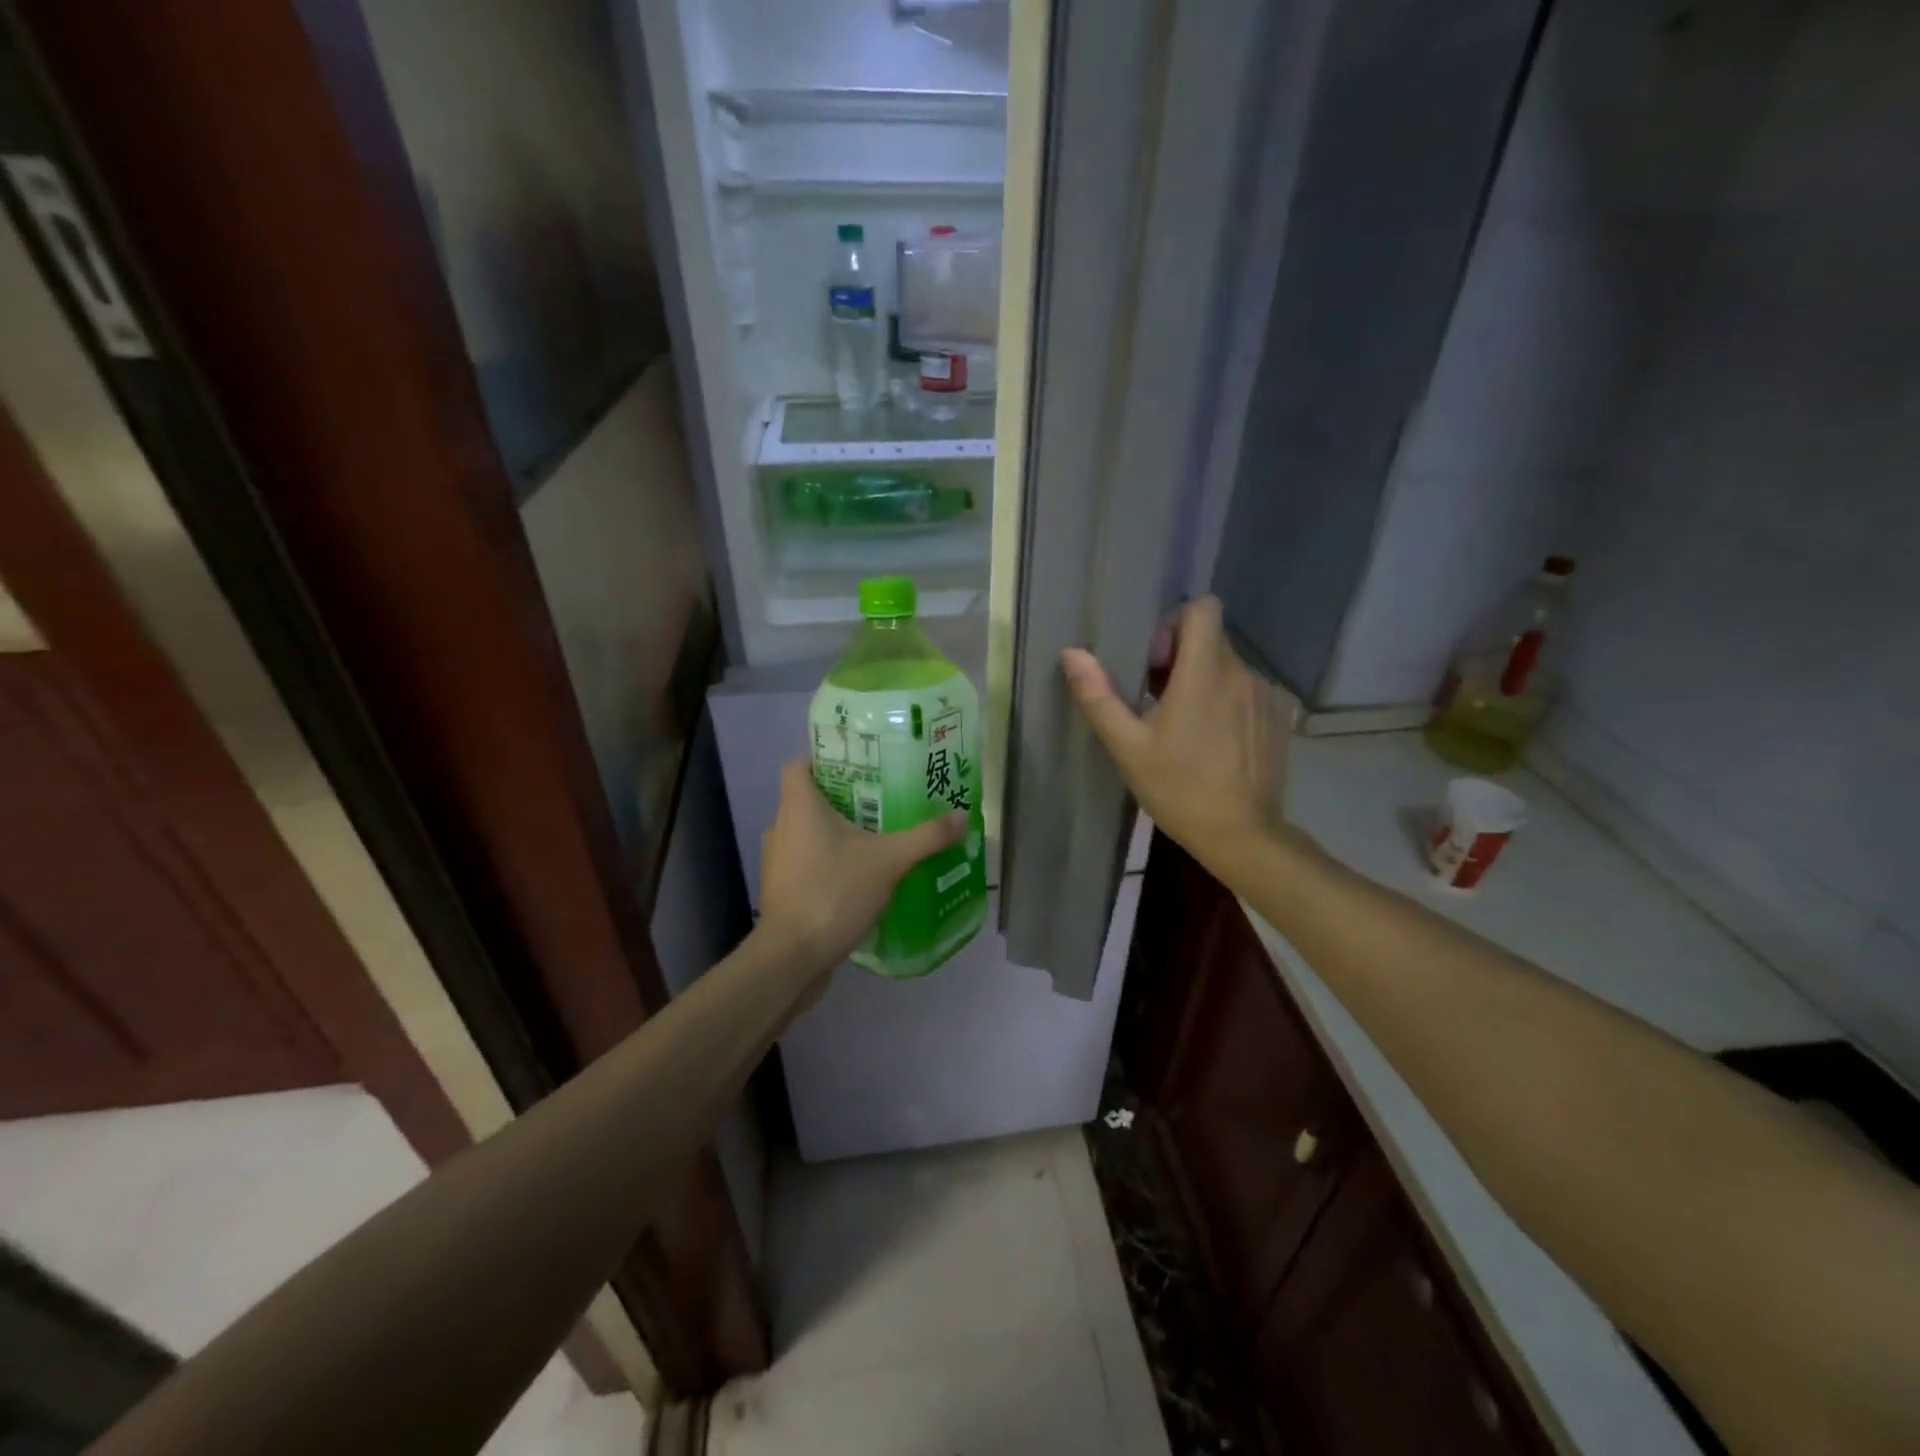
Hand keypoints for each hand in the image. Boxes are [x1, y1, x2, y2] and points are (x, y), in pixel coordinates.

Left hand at [757, 758, 967, 982]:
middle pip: (808, 799)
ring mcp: (778, 862)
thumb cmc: (833, 892)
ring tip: (877, 838)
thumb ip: (926, 837)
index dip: (824, 760)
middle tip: (882, 801)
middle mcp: (781, 827)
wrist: (792, 958)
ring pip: (808, 834)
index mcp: (799, 807)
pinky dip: (830, 863)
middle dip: (844, 799)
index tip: (859, 766)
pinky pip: (808, 864)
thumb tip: (962, 816)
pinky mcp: (782, 891)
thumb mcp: (889, 860)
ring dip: (837, 834)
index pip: (799, 766)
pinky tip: (861, 877)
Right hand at [1061, 595, 1295, 876]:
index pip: (1203, 608)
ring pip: (1229, 666)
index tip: (1156, 664)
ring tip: (1187, 727)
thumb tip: (1072, 653)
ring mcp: (1265, 695)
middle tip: (1158, 701)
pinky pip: (1247, 690)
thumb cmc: (1178, 789)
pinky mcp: (1279, 717)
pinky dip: (1228, 702)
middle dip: (1181, 657)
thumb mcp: (1128, 746)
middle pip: (1211, 638)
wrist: (1242, 834)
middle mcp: (1241, 673)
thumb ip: (1099, 696)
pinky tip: (1215, 742)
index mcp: (1204, 674)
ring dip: (1204, 681)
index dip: (1174, 625)